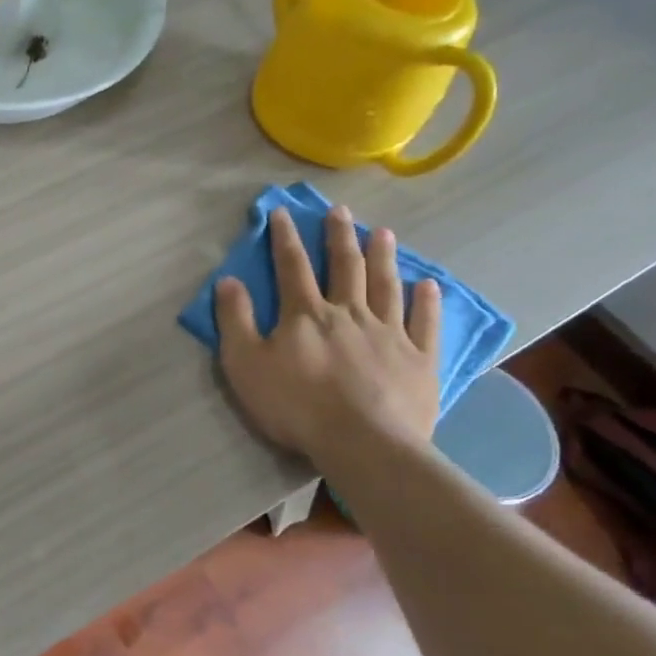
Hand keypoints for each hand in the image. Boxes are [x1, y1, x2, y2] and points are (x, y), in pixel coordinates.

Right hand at [215, 204, 442, 461]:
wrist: (363, 443)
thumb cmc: (295, 405)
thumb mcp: (245, 364)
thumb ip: (235, 321)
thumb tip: (227, 280)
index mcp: (305, 315)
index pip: (291, 267)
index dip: (285, 238)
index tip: (283, 212)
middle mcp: (348, 313)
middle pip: (345, 267)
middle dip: (338, 237)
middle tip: (340, 211)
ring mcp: (389, 334)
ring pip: (386, 286)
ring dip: (383, 257)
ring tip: (383, 233)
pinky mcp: (419, 359)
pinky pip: (425, 323)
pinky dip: (426, 302)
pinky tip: (428, 285)